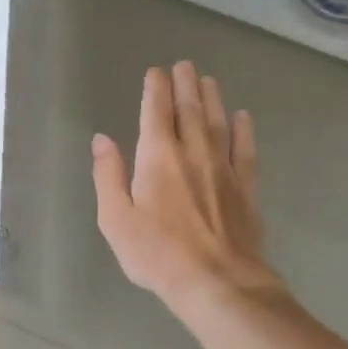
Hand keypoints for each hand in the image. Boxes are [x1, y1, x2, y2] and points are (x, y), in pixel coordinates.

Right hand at [92, 63, 275, 305]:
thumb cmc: (158, 254)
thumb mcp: (116, 220)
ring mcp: (223, 168)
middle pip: (190, 109)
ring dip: (212, 98)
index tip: (156, 72)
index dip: (156, 89)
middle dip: (185, 84)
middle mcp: (193, 152)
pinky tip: (243, 117)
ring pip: (218, 122)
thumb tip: (102, 139)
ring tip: (209, 80)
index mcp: (158, 157)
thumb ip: (108, 176)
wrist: (218, 283)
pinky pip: (244, 150)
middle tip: (184, 65)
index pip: (156, 111)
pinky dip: (243, 131)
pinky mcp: (245, 188)